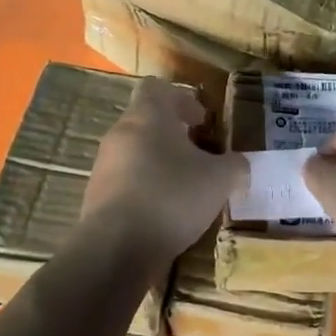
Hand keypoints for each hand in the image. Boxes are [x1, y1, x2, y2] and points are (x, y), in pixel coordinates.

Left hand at [84, 79, 243, 263]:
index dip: (181, 99)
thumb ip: (235, 166)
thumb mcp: (220, 179)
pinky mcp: (96, 196)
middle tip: (201, 155)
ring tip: (186, 188)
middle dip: (174, 135)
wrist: (116, 248)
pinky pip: (125, 181)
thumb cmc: (172, 196)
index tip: (201, 120)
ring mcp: (104, 166)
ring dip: (160, 162)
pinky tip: (165, 212)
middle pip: (146, 121)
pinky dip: (145, 188)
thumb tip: (239, 165)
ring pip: (135, 152)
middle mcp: (120, 133)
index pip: (157, 87)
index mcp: (148, 116)